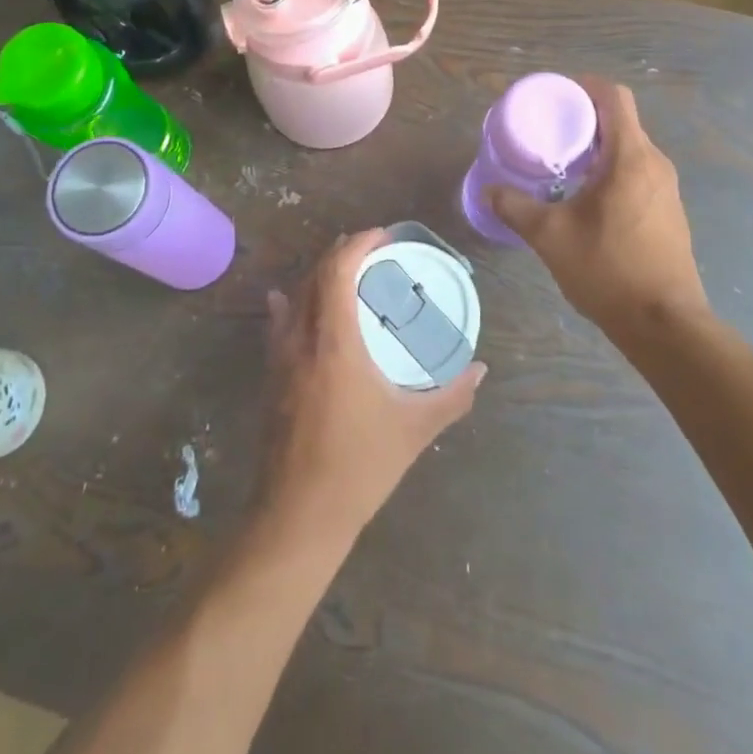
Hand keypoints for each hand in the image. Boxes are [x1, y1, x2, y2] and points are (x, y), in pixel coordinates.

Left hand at [259, 230, 486, 541]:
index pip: (336, 271)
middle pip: (314, 276)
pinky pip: (278, 324)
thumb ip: (453, 396)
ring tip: (346, 271)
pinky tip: (289, 301)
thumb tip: (482, 369)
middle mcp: (301, 340)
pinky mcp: (270, 378)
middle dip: (340, 253)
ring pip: (294, 296)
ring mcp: (279, 359)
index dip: (357, 244)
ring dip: (318, 275)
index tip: (383, 235)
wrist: (297, 518)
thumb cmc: (359, 467)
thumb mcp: (415, 429)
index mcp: (334, 343)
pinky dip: (291, 302)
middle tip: (372, 250)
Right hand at [487, 79, 707, 343]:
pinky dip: (612, 171)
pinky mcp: (669, 212)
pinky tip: (587, 198)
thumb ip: (516, 207)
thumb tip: (488, 192)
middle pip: (621, 121)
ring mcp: (667, 189)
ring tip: (561, 165)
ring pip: (630, 149)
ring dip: (597, 148)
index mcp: (630, 157)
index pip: (614, 97)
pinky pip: (638, 173)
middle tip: (547, 131)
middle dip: (584, 119)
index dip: (584, 87)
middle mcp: (655, 164)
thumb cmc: (608, 270)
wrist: (664, 323)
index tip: (555, 96)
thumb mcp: (551, 236)